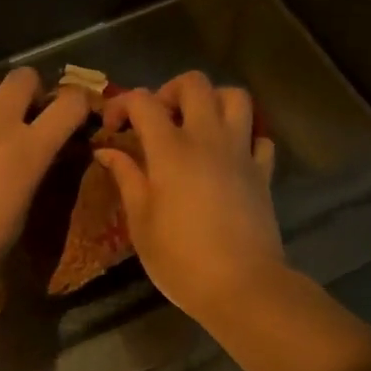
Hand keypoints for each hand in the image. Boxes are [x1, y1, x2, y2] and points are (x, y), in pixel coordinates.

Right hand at [94, 72, 282, 319]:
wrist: (242, 286)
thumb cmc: (181, 258)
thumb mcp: (140, 222)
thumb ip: (126, 177)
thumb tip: (107, 151)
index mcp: (171, 149)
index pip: (143, 101)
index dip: (123, 104)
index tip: (113, 128)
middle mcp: (207, 138)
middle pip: (195, 84)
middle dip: (170, 90)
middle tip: (159, 119)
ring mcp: (240, 152)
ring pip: (235, 98)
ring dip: (214, 102)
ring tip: (197, 126)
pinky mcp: (263, 172)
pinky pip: (259, 138)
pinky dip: (245, 137)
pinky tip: (230, 157)